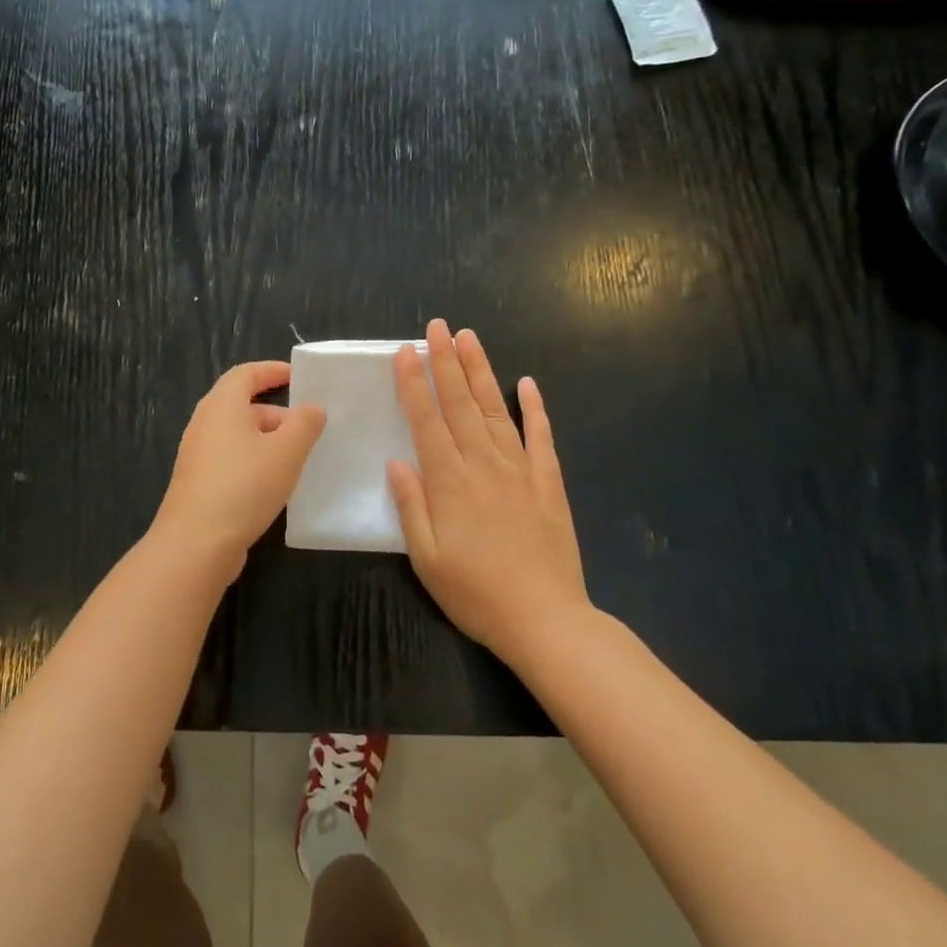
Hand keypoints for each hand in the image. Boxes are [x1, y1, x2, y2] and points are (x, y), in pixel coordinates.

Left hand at [150, 360, 326, 578]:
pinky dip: (252, 459)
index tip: (297, 377)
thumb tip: (312, 407)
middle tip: (307, 426)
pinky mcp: (197, 481)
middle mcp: (204, 423)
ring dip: (266, 439)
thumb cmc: (244, 486)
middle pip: (241, 404)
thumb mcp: (287, 451)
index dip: (272, 371)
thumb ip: (305, 423)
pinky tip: (272, 483)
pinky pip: (229, 458)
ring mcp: (197, 454)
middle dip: (275, 412)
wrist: (196, 543)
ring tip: (296, 456)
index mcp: (222, 405)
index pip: (246, 374)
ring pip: (236, 434)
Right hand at [388, 319, 589, 662]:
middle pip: (460, 403)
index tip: (405, 352)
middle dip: (446, 361)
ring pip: (495, 410)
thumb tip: (397, 462)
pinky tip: (528, 384)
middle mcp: (483, 465)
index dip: (414, 383)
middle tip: (437, 327)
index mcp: (449, 482)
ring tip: (469, 338)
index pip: (426, 420)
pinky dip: (535, 408)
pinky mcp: (549, 482)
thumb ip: (411, 506)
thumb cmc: (475, 593)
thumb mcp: (426, 558)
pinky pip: (541, 437)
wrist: (545, 620)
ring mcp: (520, 470)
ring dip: (481, 371)